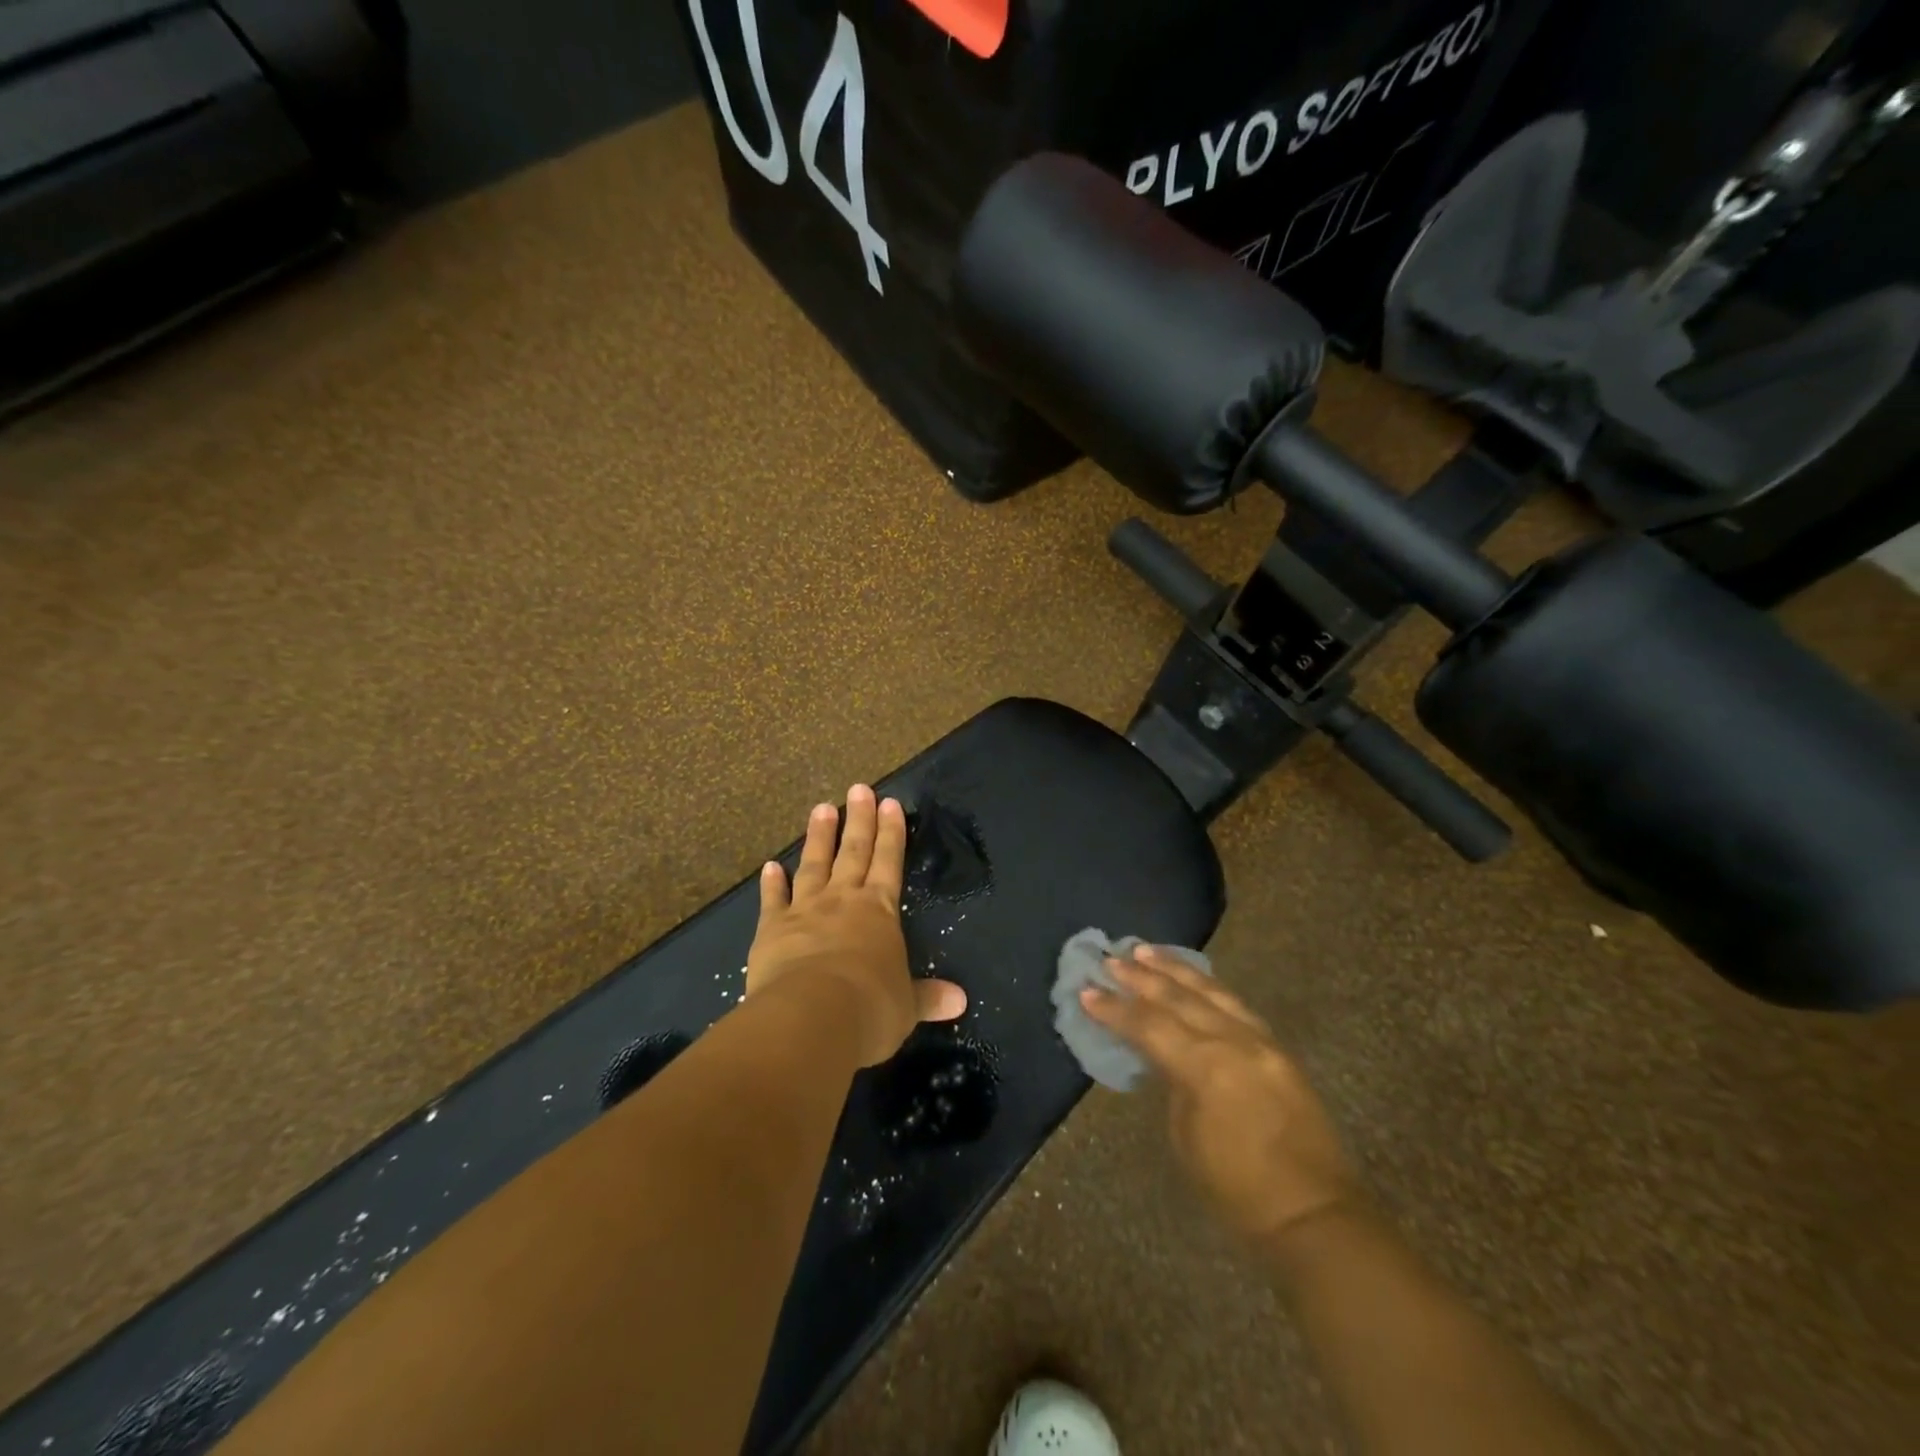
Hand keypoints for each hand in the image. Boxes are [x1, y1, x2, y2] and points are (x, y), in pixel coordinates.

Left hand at [748, 784, 966, 1066]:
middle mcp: (844, 901)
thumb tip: (961, 1000)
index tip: (890, 803)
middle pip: (853, 852)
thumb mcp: (906, 1007)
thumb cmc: (870, 1008)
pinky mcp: (772, 929)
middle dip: (859, 820)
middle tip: (858, 789)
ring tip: (822, 808)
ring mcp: (805, 910)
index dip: (891, 833)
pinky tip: (771, 866)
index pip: (889, 862)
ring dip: (819, 837)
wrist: (813, 1016)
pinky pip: (773, 900)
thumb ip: (928, 997)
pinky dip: (772, 883)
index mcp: (880, 911)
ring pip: (814, 865)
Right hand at [1081, 947, 1363, 1245]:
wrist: (1314, 1214)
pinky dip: (1208, 986)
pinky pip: (1236, 1004)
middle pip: (1178, 998)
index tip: (1087, 991)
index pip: (1148, 1025)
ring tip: (1146, 951)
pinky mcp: (1278, 1049)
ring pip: (1211, 990)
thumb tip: (1162, 1055)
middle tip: (1111, 960)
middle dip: (1140, 977)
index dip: (1114, 1008)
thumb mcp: (1186, 1137)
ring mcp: (1261, 1041)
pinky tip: (1194, 977)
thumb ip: (1173, 1083)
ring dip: (1175, 969)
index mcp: (1206, 1067)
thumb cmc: (1238, 1190)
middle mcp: (1234, 1042)